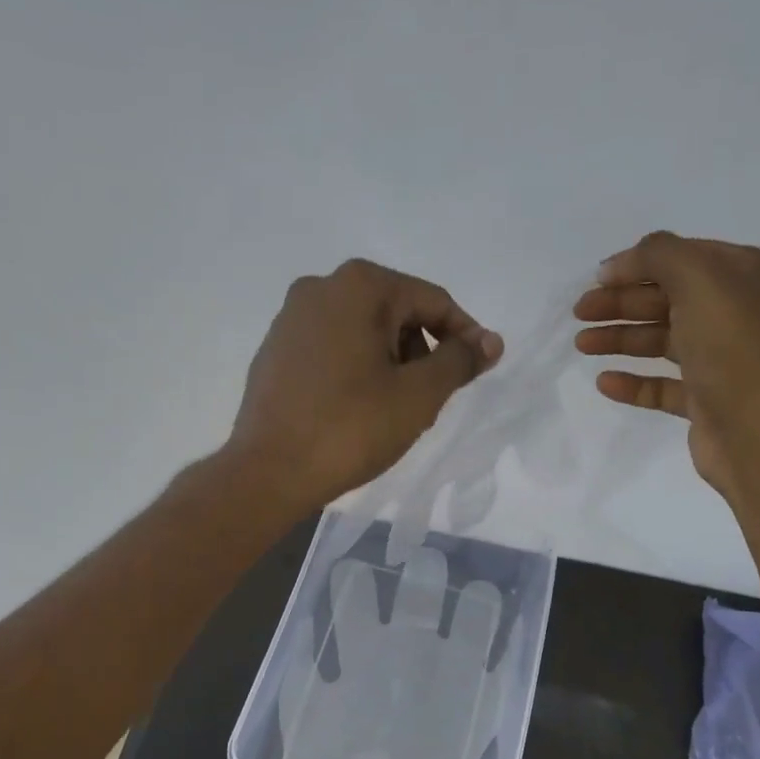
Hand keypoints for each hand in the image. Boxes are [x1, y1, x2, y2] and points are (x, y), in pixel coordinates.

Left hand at [228, 259, 503, 511]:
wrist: (269, 472)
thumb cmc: (350, 428)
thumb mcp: (418, 395)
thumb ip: (459, 361)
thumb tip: (490, 341)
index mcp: (359, 286)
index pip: (432, 301)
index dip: (464, 336)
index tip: (480, 370)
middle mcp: (320, 287)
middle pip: (396, 313)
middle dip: (422, 352)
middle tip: (431, 401)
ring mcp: (291, 318)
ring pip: (364, 332)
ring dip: (391, 364)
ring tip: (394, 411)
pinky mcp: (275, 350)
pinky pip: (333, 349)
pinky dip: (357, 370)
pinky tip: (357, 410)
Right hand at [573, 231, 759, 495]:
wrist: (756, 429)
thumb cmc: (732, 345)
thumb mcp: (699, 278)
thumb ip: (658, 255)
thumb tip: (620, 263)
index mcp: (749, 275)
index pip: (684, 257)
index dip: (638, 265)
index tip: (596, 279)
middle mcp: (740, 312)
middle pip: (668, 299)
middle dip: (621, 303)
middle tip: (580, 313)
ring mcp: (723, 358)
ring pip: (662, 340)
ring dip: (621, 338)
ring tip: (582, 345)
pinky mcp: (707, 399)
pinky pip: (663, 385)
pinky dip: (633, 381)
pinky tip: (604, 382)